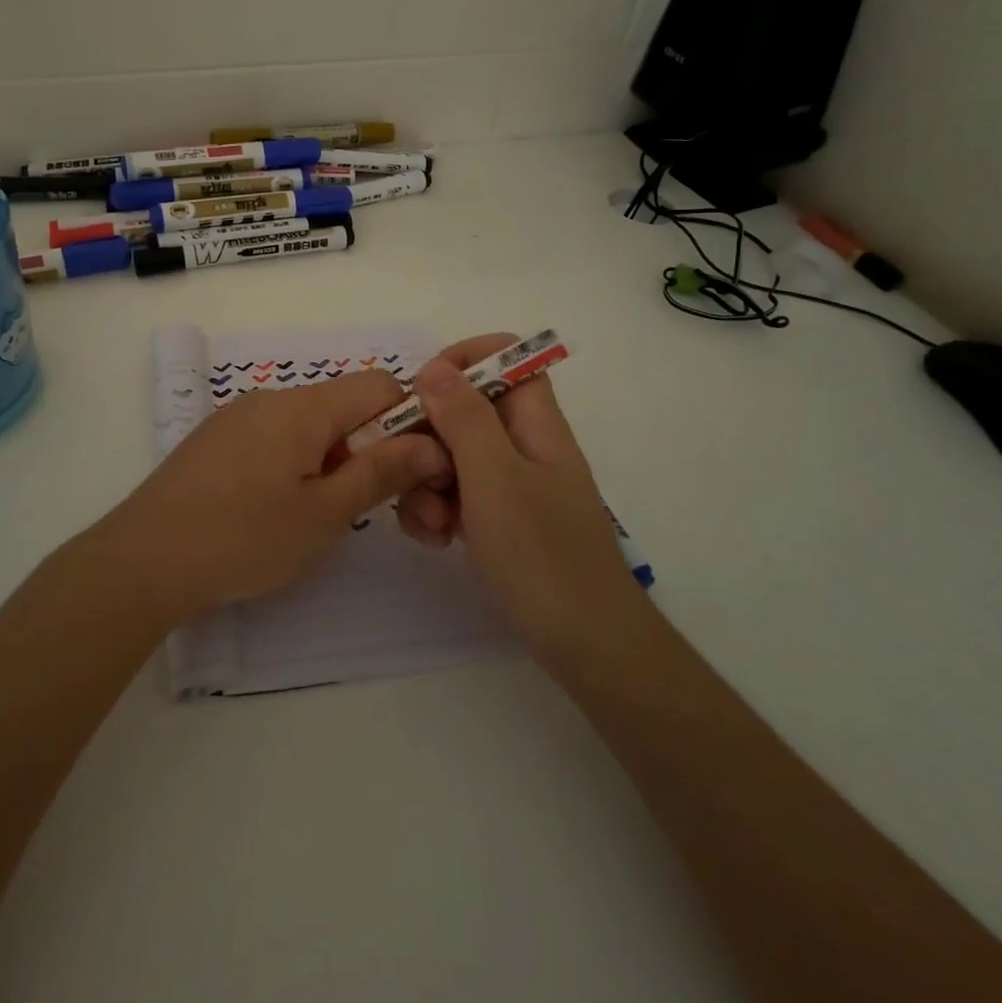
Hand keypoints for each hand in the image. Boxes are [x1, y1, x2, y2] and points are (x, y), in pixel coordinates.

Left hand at [98, 370, 450, 621]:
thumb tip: (431, 443)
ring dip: (334, 460)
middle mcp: (271, 399)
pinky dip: (297, 464)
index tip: (411, 474)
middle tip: (374, 510)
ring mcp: (238, 417)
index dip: (408, 422)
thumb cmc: (243, 539)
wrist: (142, 561)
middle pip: (344, 406)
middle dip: (371, 449)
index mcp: (303, 407)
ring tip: (322, 516)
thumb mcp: (324, 514)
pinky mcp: (216, 440)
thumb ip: (381, 472)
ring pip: (310, 425)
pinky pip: (275, 438)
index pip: (379, 385)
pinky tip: (279, 510)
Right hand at [395, 334, 645, 652]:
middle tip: (417, 470)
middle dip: (430, 435)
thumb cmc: (541, 553)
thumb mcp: (494, 477)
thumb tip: (436, 368)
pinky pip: (455, 495)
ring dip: (426, 481)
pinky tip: (438, 541)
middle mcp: (523, 446)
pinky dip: (438, 510)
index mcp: (535, 423)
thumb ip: (464, 418)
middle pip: (466, 410)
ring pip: (452, 455)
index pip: (506, 358)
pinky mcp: (498, 520)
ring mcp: (510, 486)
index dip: (464, 360)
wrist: (585, 644)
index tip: (423, 390)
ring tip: (432, 522)